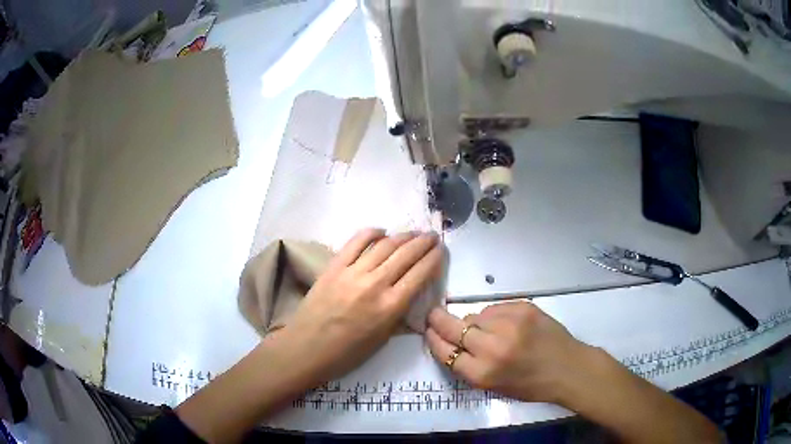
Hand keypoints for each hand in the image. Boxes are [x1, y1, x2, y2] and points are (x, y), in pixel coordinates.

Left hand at [273, 228, 441, 385]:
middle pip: (406, 254)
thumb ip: (400, 313)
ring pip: (385, 245)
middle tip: (432, 235)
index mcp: (391, 307)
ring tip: (414, 232)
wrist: (306, 349)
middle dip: (423, 242)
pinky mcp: (334, 266)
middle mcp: (375, 284)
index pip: (420, 274)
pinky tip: (381, 231)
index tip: (441, 250)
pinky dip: (371, 233)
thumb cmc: (347, 353)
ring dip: (403, 236)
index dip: (434, 258)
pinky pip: (356, 242)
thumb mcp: (383, 339)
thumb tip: (412, 292)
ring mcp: (353, 272)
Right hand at [425, 301, 593, 403]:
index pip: (444, 352)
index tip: (428, 331)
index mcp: (482, 374)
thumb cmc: (530, 385)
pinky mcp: (523, 308)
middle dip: (439, 320)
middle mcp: (492, 348)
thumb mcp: (494, 386)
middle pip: (453, 328)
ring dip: (475, 322)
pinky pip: (495, 308)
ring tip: (490, 331)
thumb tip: (452, 340)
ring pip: (475, 315)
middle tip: (433, 315)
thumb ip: (469, 365)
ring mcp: (509, 324)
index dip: (433, 340)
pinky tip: (506, 324)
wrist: (567, 368)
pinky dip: (494, 316)